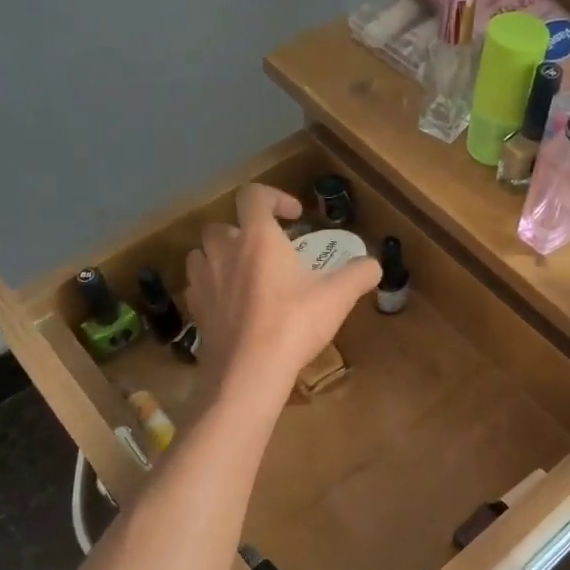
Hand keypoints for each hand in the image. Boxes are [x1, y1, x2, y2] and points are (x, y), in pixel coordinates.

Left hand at [184, 183, 380, 403]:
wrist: (248, 373)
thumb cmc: (294, 324)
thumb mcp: (337, 297)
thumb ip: (358, 275)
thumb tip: (374, 265)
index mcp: (257, 238)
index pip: (254, 195)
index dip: (275, 197)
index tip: (295, 216)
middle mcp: (224, 252)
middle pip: (223, 224)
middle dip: (244, 231)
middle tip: (269, 251)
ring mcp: (204, 281)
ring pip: (202, 254)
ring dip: (222, 257)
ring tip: (245, 275)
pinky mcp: (195, 311)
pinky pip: (198, 286)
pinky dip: (213, 287)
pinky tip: (232, 305)